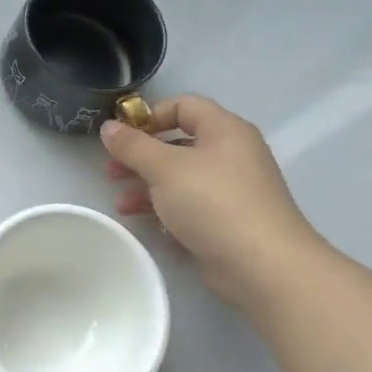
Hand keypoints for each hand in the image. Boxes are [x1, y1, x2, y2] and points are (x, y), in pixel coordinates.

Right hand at [100, 96, 323, 306]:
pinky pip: (190, 205)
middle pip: (177, 143)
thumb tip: (107, 127)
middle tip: (111, 171)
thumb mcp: (164, 168)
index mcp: (224, 130)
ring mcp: (231, 189)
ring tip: (121, 203)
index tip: (122, 136)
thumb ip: (132, 146)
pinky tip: (143, 222)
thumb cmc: (213, 203)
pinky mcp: (228, 220)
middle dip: (140, 157)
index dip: (149, 115)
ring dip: (146, 186)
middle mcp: (231, 154)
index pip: (183, 105)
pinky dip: (165, 209)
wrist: (264, 266)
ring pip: (180, 177)